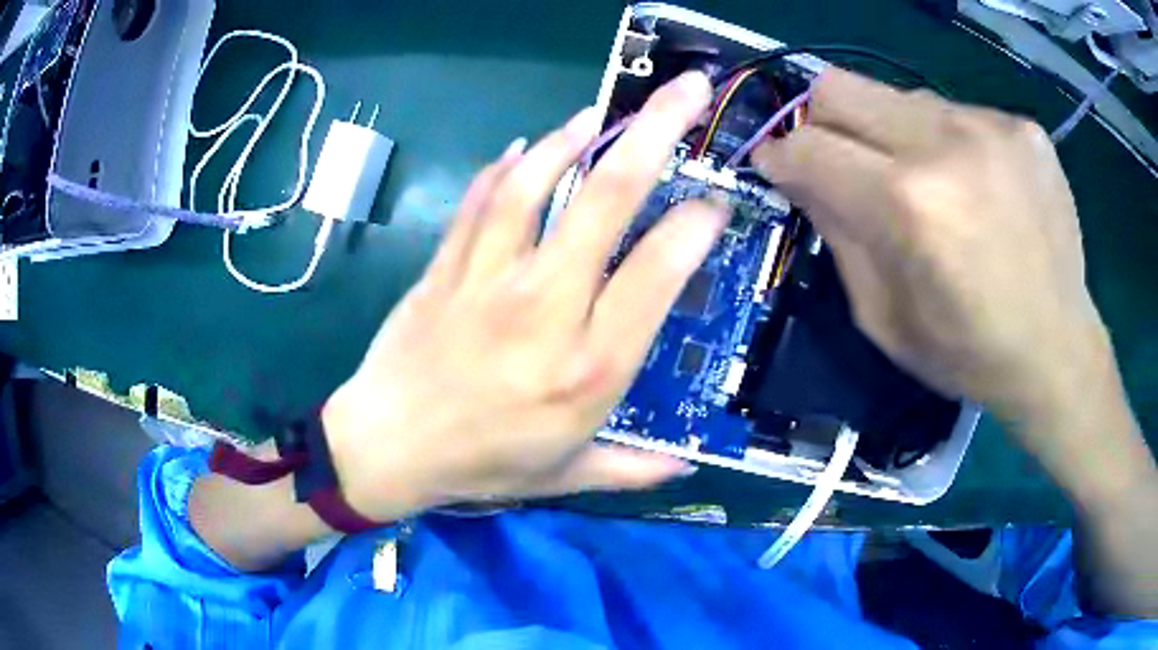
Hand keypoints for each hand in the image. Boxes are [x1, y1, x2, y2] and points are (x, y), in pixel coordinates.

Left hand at [322, 72, 724, 520]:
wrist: (386, 449)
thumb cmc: (481, 466)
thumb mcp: (567, 477)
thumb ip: (633, 468)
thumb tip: (687, 468)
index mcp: (589, 367)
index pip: (659, 270)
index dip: (695, 223)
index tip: (714, 203)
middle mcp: (546, 308)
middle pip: (608, 199)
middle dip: (657, 133)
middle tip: (687, 91)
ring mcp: (488, 278)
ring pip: (538, 184)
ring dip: (575, 137)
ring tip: (601, 114)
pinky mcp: (446, 265)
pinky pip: (480, 202)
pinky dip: (505, 168)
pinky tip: (526, 146)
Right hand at [753, 69, 1111, 429]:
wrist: (1057, 351)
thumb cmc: (967, 352)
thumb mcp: (883, 317)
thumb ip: (838, 234)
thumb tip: (803, 177)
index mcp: (908, 204)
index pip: (808, 145)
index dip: (779, 154)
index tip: (777, 166)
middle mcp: (946, 144)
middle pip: (839, 86)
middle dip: (821, 121)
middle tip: (839, 159)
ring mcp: (991, 125)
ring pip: (899, 97)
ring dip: (892, 134)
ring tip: (925, 182)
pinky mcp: (1022, 126)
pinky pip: (956, 113)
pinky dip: (947, 143)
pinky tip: (974, 186)